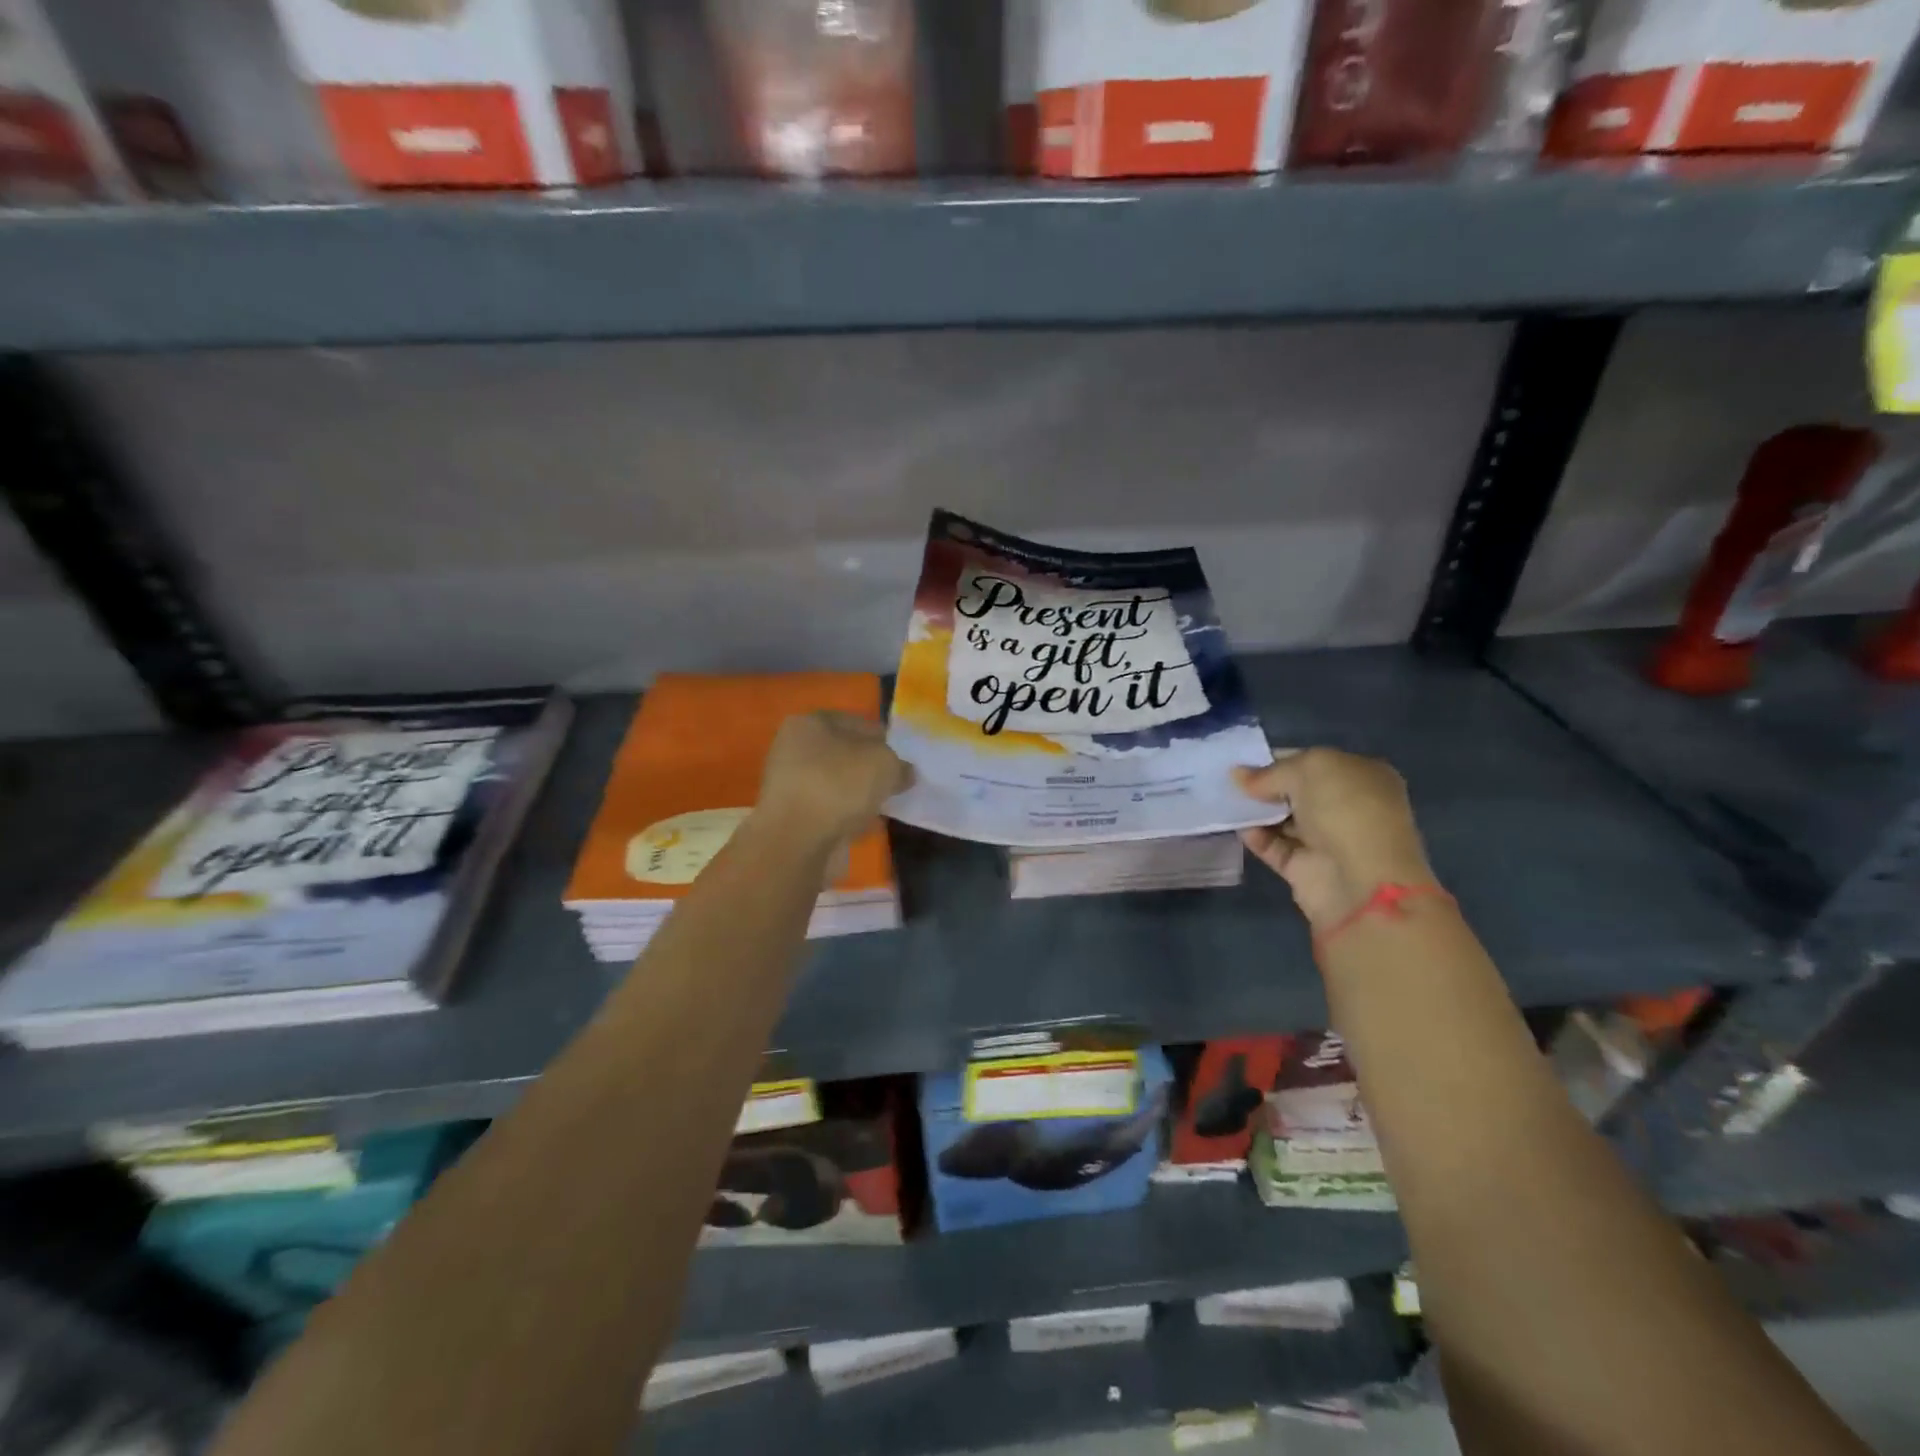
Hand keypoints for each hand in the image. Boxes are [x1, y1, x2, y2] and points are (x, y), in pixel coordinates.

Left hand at [756, 712, 911, 849]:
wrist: (798, 842)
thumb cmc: (839, 786)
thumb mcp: (884, 764)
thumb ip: (899, 764)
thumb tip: (904, 773)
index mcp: (809, 723)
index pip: (855, 722)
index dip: (883, 738)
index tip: (904, 757)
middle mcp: (793, 749)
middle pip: (844, 754)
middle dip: (871, 768)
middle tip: (897, 782)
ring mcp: (790, 785)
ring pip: (837, 784)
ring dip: (860, 794)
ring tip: (887, 806)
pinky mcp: (793, 818)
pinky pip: (831, 810)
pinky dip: (849, 816)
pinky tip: (869, 825)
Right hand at [1233, 748, 1437, 931]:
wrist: (1361, 881)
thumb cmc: (1345, 810)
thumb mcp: (1309, 769)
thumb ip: (1270, 772)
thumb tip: (1238, 775)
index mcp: (1362, 776)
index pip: (1312, 761)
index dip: (1278, 759)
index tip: (1243, 761)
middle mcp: (1347, 807)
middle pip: (1296, 791)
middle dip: (1263, 786)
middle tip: (1227, 780)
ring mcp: (1328, 840)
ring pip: (1283, 820)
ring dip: (1256, 811)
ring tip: (1224, 801)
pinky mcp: (1306, 869)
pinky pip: (1274, 847)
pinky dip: (1256, 837)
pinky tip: (1238, 827)